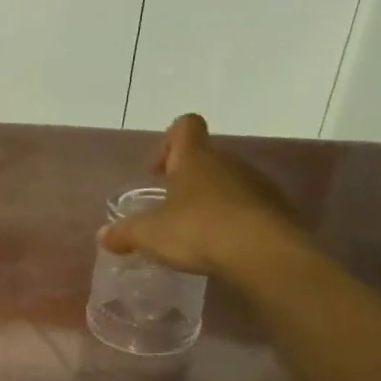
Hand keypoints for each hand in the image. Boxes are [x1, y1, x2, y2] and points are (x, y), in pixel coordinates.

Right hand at [99, 113, 306, 278]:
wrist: (264, 254)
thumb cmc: (199, 231)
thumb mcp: (149, 235)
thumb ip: (124, 233)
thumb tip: (102, 235)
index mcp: (196, 158)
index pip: (185, 126)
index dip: (168, 141)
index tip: (157, 172)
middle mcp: (229, 163)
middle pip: (206, 158)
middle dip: (187, 180)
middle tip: (170, 209)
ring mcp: (258, 185)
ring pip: (229, 183)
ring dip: (212, 201)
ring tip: (197, 233)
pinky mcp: (278, 210)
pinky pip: (250, 207)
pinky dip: (235, 221)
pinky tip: (223, 247)